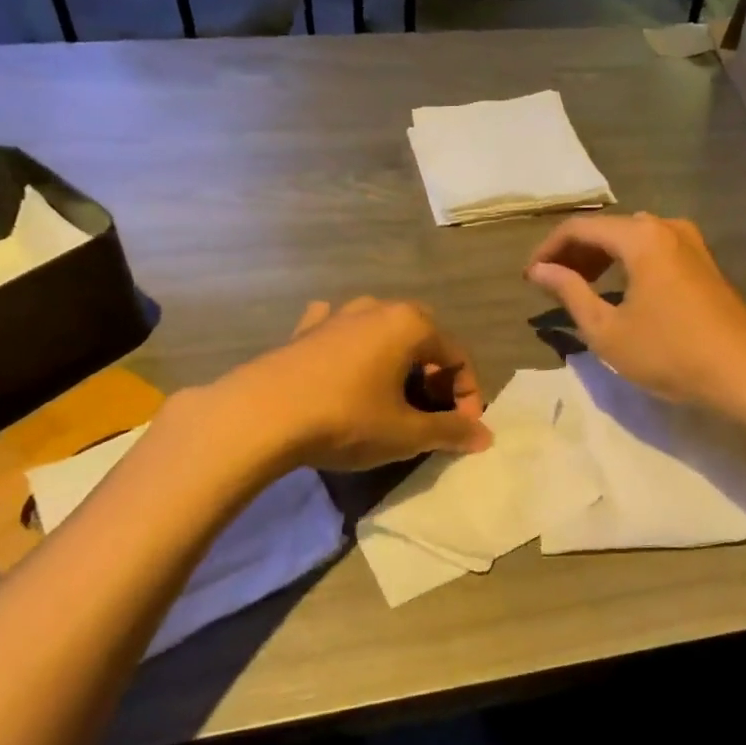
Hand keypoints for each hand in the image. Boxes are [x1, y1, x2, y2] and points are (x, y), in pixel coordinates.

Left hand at [228, 297, 491, 470]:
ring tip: (391, 395)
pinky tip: (343, 362)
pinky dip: (350, 345)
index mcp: (411, 325)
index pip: (458, 357)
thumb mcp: (406, 433)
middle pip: (423, 339)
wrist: (261, 416)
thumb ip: (450, 431)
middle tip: (429, 412)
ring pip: (382, 331)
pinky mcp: (304, 330)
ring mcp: (337, 315)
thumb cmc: (346, 419)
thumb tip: (484, 435)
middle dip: (434, 376)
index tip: (460, 430)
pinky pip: (339, 330)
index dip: (467, 396)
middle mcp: (378, 308)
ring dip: (396, 360)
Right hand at [524, 213, 745, 415]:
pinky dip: (628, 264)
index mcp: (640, 237)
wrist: (744, 373)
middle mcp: (666, 226)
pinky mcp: (704, 262)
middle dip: (574, 253)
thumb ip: (570, 292)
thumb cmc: (669, 353)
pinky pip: (654, 250)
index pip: (579, 228)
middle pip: (607, 229)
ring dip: (601, 258)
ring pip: (632, 239)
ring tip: (580, 288)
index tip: (529, 278)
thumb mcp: (607, 330)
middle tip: (551, 285)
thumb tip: (540, 270)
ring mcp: (690, 242)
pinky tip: (620, 291)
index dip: (548, 250)